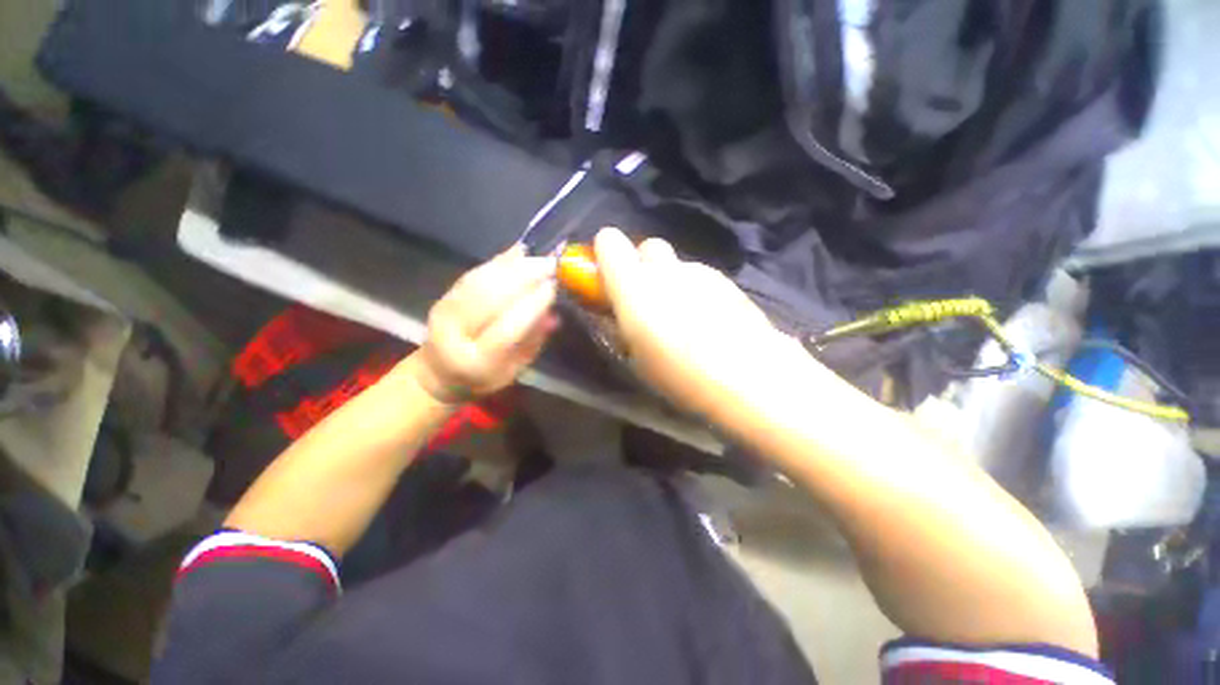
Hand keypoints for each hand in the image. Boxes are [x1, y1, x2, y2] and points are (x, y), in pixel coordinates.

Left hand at [413, 245, 558, 403]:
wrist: (439, 372)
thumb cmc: (485, 377)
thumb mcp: (515, 369)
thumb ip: (533, 342)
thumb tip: (553, 315)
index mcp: (478, 362)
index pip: (507, 329)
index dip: (531, 306)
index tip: (553, 287)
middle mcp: (456, 335)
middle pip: (489, 298)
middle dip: (523, 278)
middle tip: (550, 265)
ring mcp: (444, 312)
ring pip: (480, 282)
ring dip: (512, 266)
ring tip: (539, 257)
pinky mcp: (443, 297)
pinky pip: (473, 275)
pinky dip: (497, 263)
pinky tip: (519, 253)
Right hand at [594, 227, 808, 416]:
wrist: (750, 378)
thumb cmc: (680, 375)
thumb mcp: (634, 359)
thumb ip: (616, 326)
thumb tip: (611, 313)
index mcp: (635, 285)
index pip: (609, 241)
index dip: (604, 254)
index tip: (606, 277)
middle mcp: (666, 269)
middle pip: (647, 247)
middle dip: (642, 267)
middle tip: (646, 299)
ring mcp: (700, 272)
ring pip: (676, 265)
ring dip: (670, 281)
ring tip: (683, 319)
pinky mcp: (727, 281)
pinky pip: (700, 278)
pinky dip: (695, 291)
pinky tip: (708, 321)